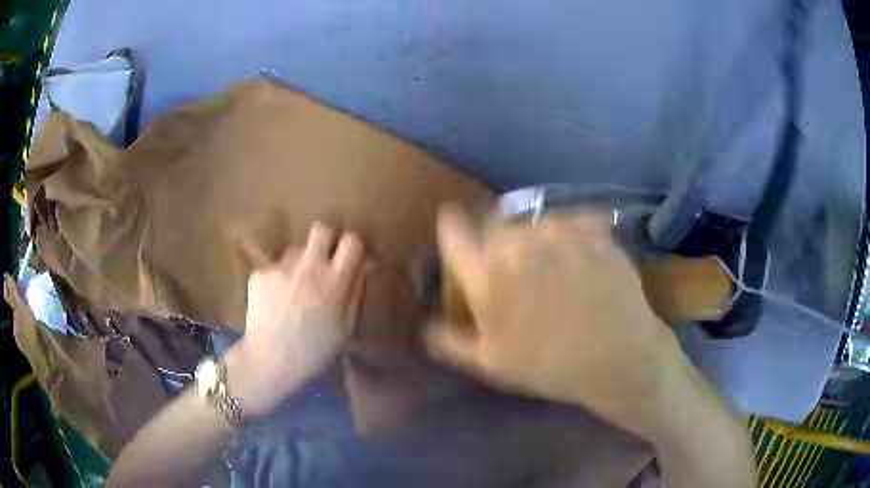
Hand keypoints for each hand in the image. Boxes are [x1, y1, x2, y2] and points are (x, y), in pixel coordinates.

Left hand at [227, 222, 365, 416]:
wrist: (270, 362)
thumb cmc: (315, 351)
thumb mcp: (346, 327)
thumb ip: (356, 290)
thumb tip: (364, 264)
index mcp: (334, 282)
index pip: (351, 241)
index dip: (353, 246)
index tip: (351, 257)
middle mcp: (307, 267)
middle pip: (321, 229)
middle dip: (327, 240)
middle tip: (324, 260)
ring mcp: (280, 268)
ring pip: (295, 250)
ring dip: (300, 264)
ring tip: (295, 290)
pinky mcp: (259, 273)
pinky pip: (276, 266)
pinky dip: (279, 278)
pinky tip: (277, 300)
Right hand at [426, 205, 686, 437]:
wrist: (617, 356)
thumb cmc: (550, 364)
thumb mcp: (492, 363)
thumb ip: (451, 342)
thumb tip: (427, 327)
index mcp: (487, 274)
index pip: (454, 234)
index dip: (450, 227)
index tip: (452, 225)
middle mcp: (518, 243)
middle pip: (494, 224)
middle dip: (495, 241)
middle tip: (513, 266)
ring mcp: (559, 232)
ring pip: (533, 221)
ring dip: (533, 236)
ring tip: (551, 263)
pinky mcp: (592, 230)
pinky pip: (571, 220)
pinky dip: (570, 232)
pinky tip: (580, 254)